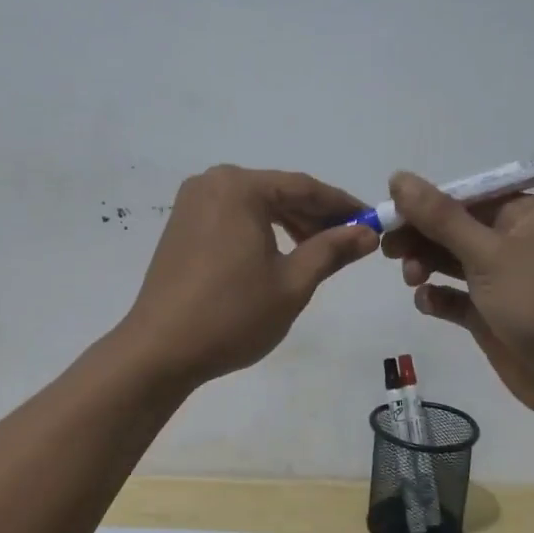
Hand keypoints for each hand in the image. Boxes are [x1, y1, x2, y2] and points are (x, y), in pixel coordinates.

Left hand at [120, 166, 377, 386]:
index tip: (373, 221)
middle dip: (315, 215)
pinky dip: (260, 230)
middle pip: (277, 192)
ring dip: (289, 223)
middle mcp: (212, 183)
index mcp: (239, 187)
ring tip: (320, 251)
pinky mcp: (181, 225)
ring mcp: (191, 203)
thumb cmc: (232, 314)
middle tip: (351, 240)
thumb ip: (331, 250)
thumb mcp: (292, 283)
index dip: (342, 205)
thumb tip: (368, 232)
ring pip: (255, 205)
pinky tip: (280, 254)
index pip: (304, 187)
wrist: (160, 350)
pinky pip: (232, 216)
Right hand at [381, 173, 533, 424]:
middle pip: (454, 228)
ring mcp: (503, 279)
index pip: (465, 196)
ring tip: (411, 278)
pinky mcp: (492, 314)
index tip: (389, 214)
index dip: (425, 203)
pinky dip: (438, 297)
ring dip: (426, 265)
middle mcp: (515, 240)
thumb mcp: (487, 253)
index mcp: (525, 214)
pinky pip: (456, 297)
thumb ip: (440, 217)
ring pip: (451, 261)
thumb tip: (398, 177)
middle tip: (388, 250)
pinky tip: (427, 303)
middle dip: (421, 236)